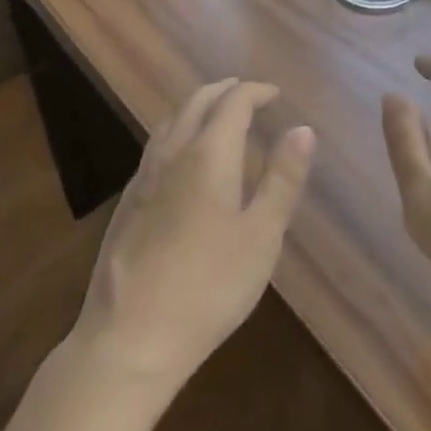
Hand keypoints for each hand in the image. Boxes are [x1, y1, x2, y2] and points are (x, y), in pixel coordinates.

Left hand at [73, 79, 314, 389]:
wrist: (129, 339)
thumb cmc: (207, 288)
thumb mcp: (261, 237)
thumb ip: (283, 179)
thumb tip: (302, 128)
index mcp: (209, 153)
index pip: (234, 101)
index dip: (256, 91)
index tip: (275, 94)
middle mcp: (174, 151)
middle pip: (198, 100)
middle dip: (225, 90)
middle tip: (248, 94)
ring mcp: (145, 174)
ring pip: (172, 118)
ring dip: (198, 105)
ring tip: (217, 114)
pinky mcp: (128, 200)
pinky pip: (157, 142)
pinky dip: (178, 129)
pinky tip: (182, 155)